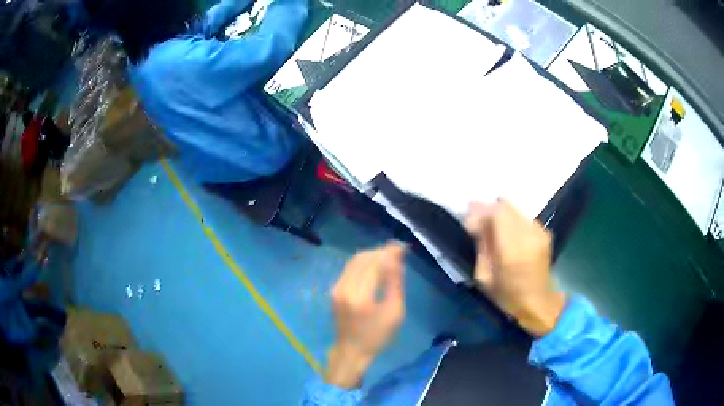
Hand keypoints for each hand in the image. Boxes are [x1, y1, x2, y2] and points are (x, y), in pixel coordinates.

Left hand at [327, 243, 406, 388]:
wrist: (351, 351)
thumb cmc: (377, 337)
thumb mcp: (395, 314)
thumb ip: (395, 285)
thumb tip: (397, 261)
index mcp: (361, 297)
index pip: (375, 265)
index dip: (389, 253)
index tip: (403, 247)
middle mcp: (345, 288)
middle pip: (363, 258)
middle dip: (381, 251)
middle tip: (398, 250)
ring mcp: (337, 288)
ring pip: (354, 261)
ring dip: (372, 255)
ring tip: (389, 256)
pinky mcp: (335, 290)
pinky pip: (350, 268)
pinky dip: (363, 262)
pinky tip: (375, 265)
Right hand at [464, 199, 565, 336]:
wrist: (538, 302)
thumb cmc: (507, 295)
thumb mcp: (484, 276)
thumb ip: (481, 246)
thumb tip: (475, 223)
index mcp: (512, 249)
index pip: (496, 212)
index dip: (480, 211)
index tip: (468, 220)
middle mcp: (528, 234)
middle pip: (505, 206)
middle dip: (488, 209)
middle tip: (477, 220)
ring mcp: (539, 231)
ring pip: (514, 209)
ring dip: (500, 214)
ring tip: (491, 227)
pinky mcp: (544, 232)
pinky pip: (522, 217)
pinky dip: (511, 219)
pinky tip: (507, 233)